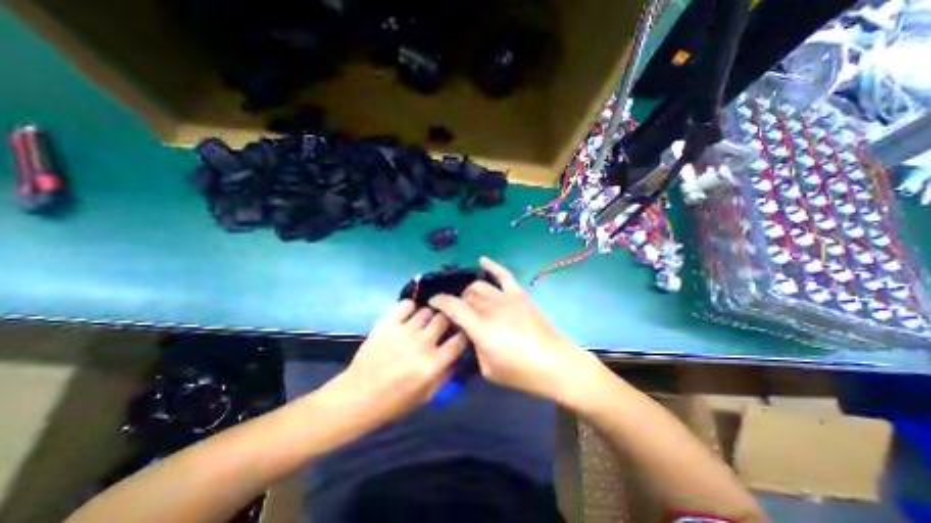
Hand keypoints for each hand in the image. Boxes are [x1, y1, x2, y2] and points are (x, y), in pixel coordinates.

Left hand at [327, 303, 469, 428]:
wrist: (357, 397)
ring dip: (428, 316)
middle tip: (442, 326)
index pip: (459, 339)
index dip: (464, 333)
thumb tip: (460, 355)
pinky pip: (406, 305)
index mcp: (433, 364)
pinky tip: (409, 315)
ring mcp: (403, 331)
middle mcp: (421, 344)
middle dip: (447, 321)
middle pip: (444, 319)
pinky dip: (410, 307)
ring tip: (424, 323)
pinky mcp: (386, 324)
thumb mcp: (427, 396)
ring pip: (426, 311)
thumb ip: (447, 375)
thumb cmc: (394, 402)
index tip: (461, 332)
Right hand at [429, 255, 596, 400]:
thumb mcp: (488, 369)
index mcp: (480, 327)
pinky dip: (492, 265)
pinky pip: (503, 275)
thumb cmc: (521, 372)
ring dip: (470, 291)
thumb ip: (474, 347)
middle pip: (466, 296)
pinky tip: (482, 260)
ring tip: (470, 299)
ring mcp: (506, 298)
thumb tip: (471, 333)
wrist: (555, 364)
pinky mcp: (519, 295)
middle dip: (457, 301)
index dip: (439, 302)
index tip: (432, 302)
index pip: (453, 307)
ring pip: (480, 285)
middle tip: (457, 312)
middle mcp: (490, 308)